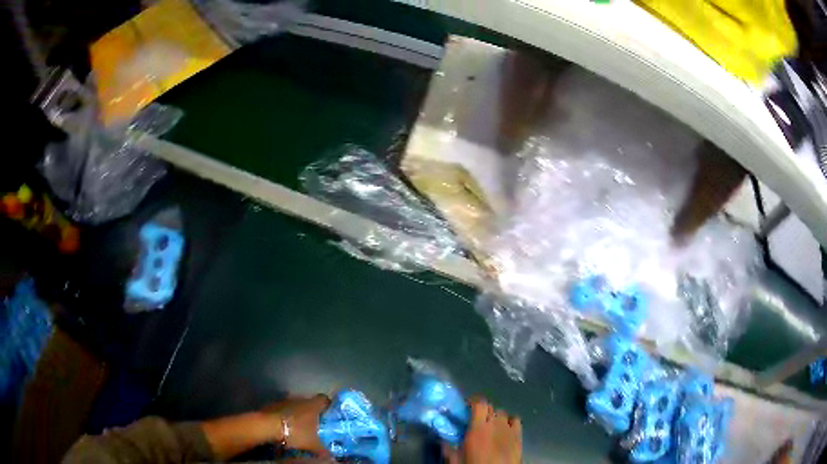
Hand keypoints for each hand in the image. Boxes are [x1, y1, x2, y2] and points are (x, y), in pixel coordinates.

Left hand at [264, 394, 331, 455]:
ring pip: (295, 406)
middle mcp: (299, 399)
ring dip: (297, 414)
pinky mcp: (273, 405)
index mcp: (313, 405)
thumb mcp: (312, 445)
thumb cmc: (295, 432)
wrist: (267, 426)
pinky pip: (283, 409)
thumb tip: (332, 459)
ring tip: (299, 427)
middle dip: (311, 412)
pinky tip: (285, 427)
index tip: (329, 414)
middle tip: (315, 425)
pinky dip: (285, 416)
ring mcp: (285, 401)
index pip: (324, 399)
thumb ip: (323, 450)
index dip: (327, 406)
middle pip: (309, 402)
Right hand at [444, 397, 521, 463]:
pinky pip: (515, 420)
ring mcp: (509, 429)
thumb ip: (448, 448)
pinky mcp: (519, 435)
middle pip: (490, 406)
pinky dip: (509, 421)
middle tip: (474, 419)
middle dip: (481, 410)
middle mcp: (494, 424)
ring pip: (502, 413)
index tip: (465, 407)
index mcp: (478, 429)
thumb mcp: (456, 460)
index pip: (479, 403)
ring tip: (489, 426)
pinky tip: (504, 428)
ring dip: (494, 416)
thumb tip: (441, 439)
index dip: (473, 401)